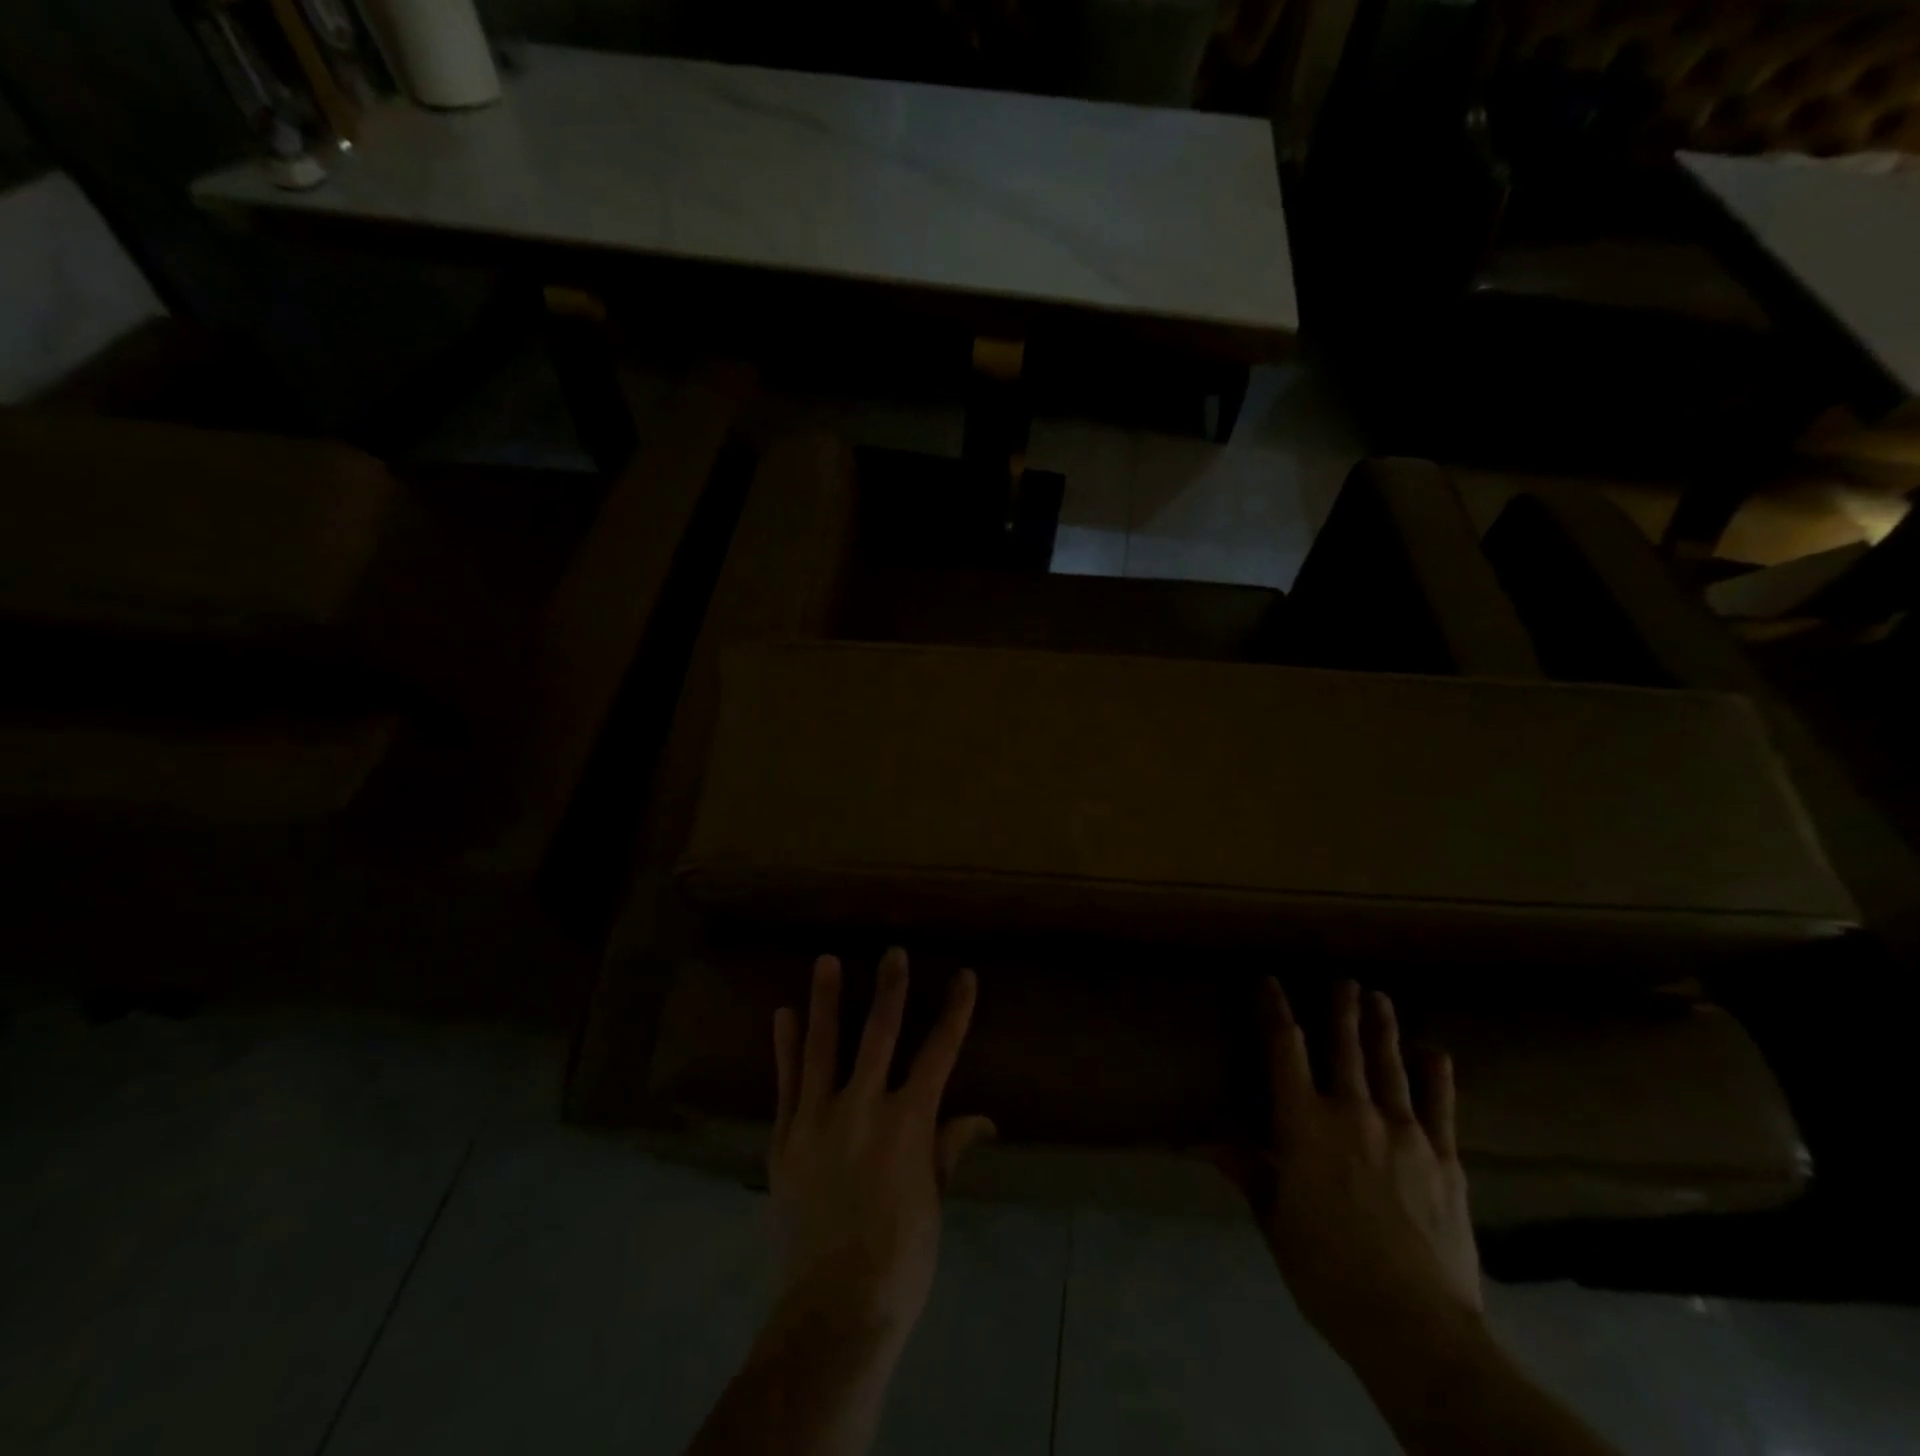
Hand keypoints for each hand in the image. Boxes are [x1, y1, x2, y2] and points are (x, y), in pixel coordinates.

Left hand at [766, 949, 995, 1350]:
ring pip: (823, 1047)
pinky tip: (783, 1016)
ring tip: (826, 961)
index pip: (939, 1053)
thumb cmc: (900, 1259)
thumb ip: (948, 1150)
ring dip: (826, 1001)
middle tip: (893, 952)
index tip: (964, 976)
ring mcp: (818, 1119)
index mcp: (908, 1123)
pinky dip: (785, 1048)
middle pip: (880, 1035)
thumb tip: (981, 1119)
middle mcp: (863, 1108)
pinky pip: (785, 1083)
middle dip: (891, 990)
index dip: (955, 1012)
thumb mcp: (933, 1203)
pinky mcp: (784, 1138)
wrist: (833, 1311)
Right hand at [1223, 979, 1482, 1367]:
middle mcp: (1352, 1113)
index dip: (1276, 1011)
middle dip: (1342, 1010)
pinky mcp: (1444, 1159)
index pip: (1284, 1050)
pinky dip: (1437, 1075)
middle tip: (1344, 980)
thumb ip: (1248, 1172)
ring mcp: (1404, 1132)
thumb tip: (1205, 1142)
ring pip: (1390, 1066)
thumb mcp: (1276, 1223)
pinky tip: (1437, 1052)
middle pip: (1345, 1047)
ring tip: (1381, 998)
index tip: (1270, 982)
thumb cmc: (1329, 1273)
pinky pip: (1440, 1106)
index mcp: (1304, 1125)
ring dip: (1384, 1029)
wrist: (1416, 1328)